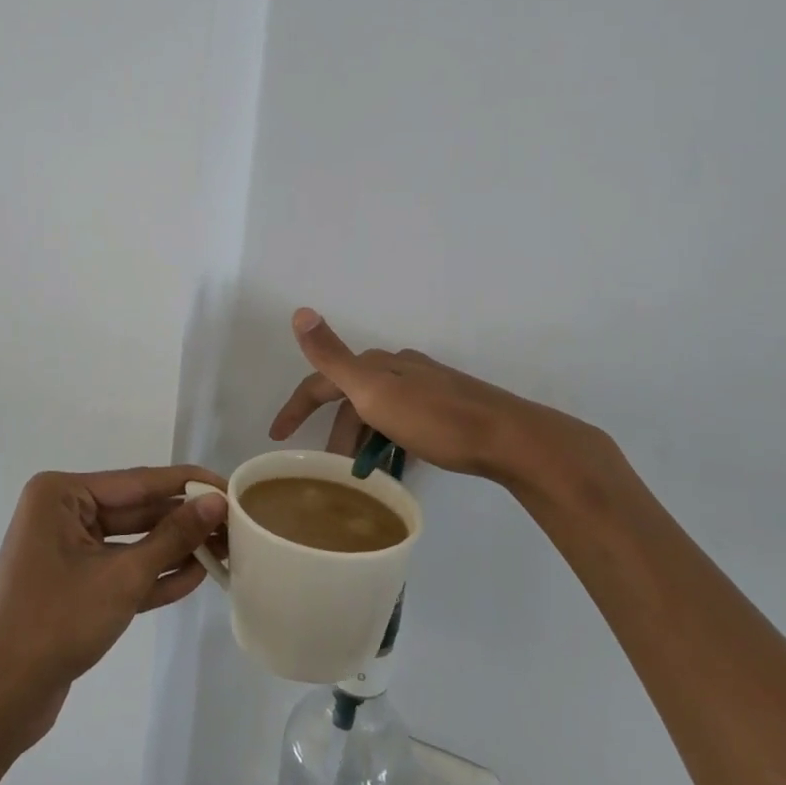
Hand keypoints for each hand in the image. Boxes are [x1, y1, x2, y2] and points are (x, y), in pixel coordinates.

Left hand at [0, 465, 225, 742]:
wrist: (0, 699)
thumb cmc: (57, 622)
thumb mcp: (123, 577)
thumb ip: (173, 537)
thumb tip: (217, 503)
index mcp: (62, 495)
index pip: (139, 481)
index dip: (188, 484)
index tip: (230, 486)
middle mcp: (62, 513)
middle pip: (137, 510)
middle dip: (184, 520)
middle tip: (234, 523)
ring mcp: (66, 550)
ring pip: (132, 541)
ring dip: (173, 549)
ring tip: (224, 550)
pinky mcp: (74, 584)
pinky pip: (120, 569)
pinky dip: (153, 574)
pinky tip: (195, 576)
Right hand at [269, 308, 620, 494]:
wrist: (508, 437)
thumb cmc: (436, 420)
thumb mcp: (374, 391)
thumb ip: (333, 356)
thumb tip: (300, 311)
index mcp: (377, 366)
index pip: (322, 382)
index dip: (296, 406)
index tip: (277, 437)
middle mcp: (400, 369)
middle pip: (352, 398)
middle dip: (335, 432)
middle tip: (329, 469)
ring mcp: (426, 387)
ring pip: (379, 411)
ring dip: (363, 438)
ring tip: (361, 473)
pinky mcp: (448, 407)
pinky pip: (403, 422)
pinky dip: (389, 440)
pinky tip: (398, 462)